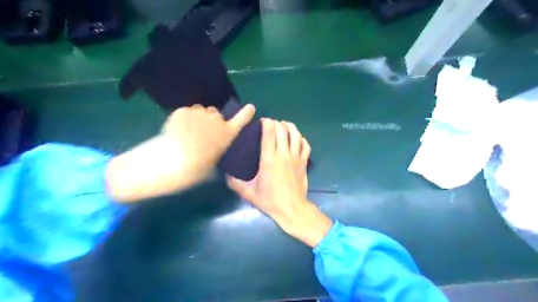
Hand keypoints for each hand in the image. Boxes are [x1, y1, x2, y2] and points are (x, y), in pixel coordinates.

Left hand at [106, 104, 254, 202]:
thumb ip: (222, 157)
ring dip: (198, 118)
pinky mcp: (182, 111)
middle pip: (216, 114)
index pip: (242, 120)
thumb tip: (222, 158)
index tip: (250, 107)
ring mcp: (199, 113)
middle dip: (212, 120)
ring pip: (201, 111)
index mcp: (227, 134)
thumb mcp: (215, 167)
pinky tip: (178, 131)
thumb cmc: (197, 169)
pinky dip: (184, 118)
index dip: (246, 114)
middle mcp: (216, 120)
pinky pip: (187, 112)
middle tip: (202, 135)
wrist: (171, 163)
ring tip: (188, 133)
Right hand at [225, 118, 331, 247]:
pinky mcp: (304, 162)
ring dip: (290, 126)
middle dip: (276, 123)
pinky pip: (305, 145)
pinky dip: (301, 138)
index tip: (262, 121)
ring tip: (284, 125)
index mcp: (269, 159)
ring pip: (296, 135)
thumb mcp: (248, 193)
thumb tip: (225, 173)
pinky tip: (296, 138)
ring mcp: (296, 158)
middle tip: (270, 124)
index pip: (269, 134)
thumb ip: (234, 182)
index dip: (266, 123)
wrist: (292, 209)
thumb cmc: (270, 201)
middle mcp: (283, 154)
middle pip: (282, 130)